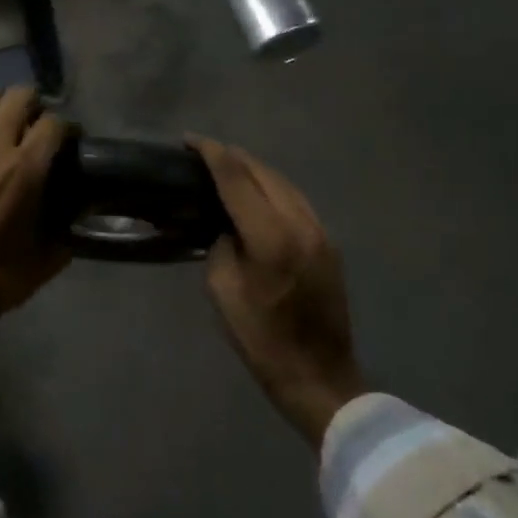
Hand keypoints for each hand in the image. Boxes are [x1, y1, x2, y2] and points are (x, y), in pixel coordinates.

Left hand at [0, 88, 69, 419]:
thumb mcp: (49, 257)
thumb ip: (70, 228)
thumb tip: (83, 210)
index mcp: (25, 169)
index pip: (54, 123)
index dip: (67, 129)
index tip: (70, 141)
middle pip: (19, 96)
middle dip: (35, 105)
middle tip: (37, 127)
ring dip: (0, 107)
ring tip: (6, 126)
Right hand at [190, 138, 367, 452]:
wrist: (320, 377)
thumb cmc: (262, 340)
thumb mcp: (223, 291)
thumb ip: (221, 245)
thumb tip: (225, 224)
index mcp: (271, 237)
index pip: (237, 178)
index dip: (211, 154)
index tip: (189, 141)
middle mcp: (300, 223)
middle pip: (263, 171)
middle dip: (232, 156)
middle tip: (203, 153)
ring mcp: (320, 231)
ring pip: (283, 182)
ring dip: (253, 170)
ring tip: (227, 167)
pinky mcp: (328, 242)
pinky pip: (295, 199)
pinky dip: (271, 187)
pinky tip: (256, 193)